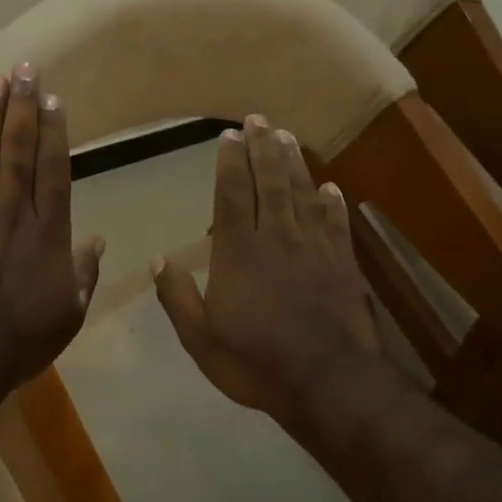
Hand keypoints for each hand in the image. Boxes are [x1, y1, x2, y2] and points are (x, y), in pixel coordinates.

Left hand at [0, 63, 104, 395]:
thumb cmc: (23, 339)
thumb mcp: (69, 312)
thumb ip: (84, 272)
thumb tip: (98, 241)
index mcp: (46, 233)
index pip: (53, 170)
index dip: (53, 132)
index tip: (51, 98)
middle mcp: (10, 214)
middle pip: (17, 152)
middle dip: (20, 109)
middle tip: (22, 70)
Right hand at [152, 114, 381, 420]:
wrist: (327, 381)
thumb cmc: (256, 361)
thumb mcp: (200, 338)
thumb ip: (178, 297)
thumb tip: (158, 259)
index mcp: (238, 252)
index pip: (232, 195)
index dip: (230, 163)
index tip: (229, 136)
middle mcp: (276, 238)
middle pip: (270, 183)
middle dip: (262, 148)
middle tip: (258, 119)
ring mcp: (314, 248)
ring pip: (302, 194)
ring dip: (294, 164)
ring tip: (287, 137)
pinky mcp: (343, 265)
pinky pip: (336, 224)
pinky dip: (333, 204)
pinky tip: (331, 187)